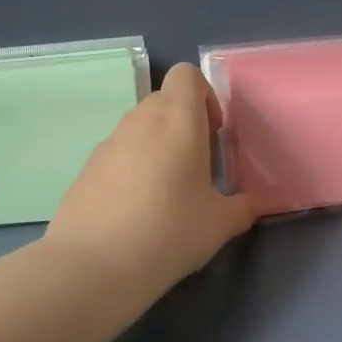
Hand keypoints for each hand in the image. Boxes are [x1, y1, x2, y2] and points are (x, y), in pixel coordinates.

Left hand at [45, 63, 259, 298]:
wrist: (91, 266)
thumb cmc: (168, 232)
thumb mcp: (219, 224)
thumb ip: (243, 208)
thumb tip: (255, 204)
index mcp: (177, 120)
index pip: (186, 75)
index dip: (204, 96)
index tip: (214, 134)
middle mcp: (140, 121)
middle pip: (164, 100)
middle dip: (184, 124)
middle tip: (198, 166)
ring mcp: (108, 143)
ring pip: (140, 128)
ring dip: (158, 146)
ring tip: (168, 193)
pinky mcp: (86, 169)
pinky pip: (118, 154)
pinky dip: (132, 168)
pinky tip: (137, 211)